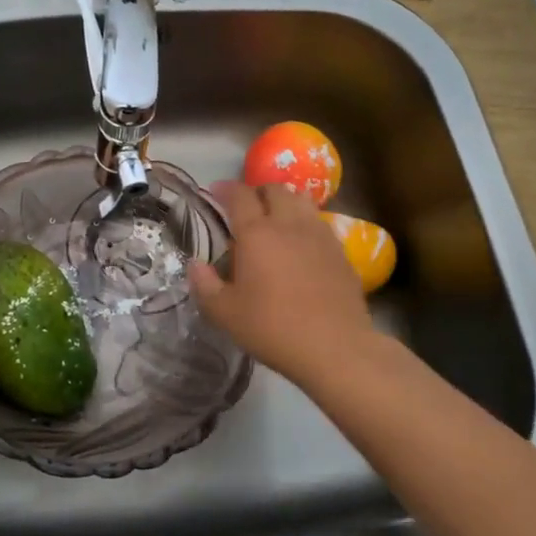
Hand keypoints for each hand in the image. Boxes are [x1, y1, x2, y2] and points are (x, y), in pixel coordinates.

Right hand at [187, 181, 376, 384]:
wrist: (335, 347)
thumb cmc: (273, 328)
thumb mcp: (225, 314)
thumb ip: (205, 286)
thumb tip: (195, 265)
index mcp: (256, 233)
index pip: (239, 196)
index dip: (225, 189)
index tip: (215, 192)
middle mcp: (289, 224)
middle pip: (275, 189)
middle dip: (258, 191)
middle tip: (247, 207)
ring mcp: (319, 235)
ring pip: (302, 200)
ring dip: (285, 201)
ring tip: (277, 219)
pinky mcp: (341, 251)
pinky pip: (320, 223)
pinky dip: (306, 223)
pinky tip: (302, 245)